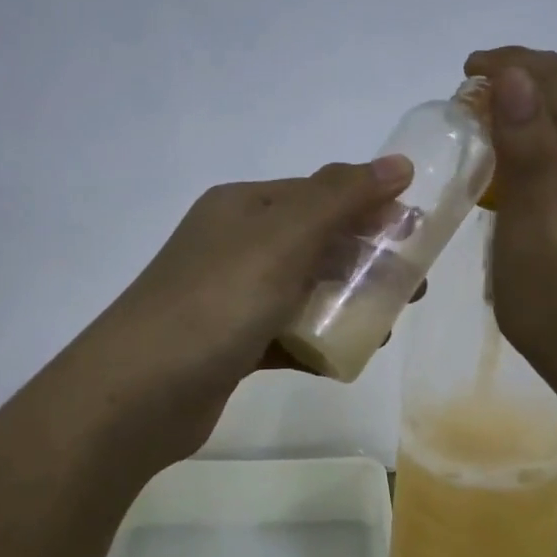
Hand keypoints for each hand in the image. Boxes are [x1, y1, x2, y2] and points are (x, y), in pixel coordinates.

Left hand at [63, 156, 412, 468]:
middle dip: (368, 261)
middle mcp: (235, 245)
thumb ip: (341, 198)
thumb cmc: (217, 303)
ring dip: (348, 304)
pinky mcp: (231, 346)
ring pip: (305, 291)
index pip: (320, 194)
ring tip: (386, 328)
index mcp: (244, 208)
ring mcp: (231, 298)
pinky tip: (346, 359)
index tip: (418, 236)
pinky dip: (318, 342)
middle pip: (317, 243)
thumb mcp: (283, 238)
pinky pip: (288, 335)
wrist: (139, 394)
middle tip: (412, 289)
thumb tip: (397, 163)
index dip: (371, 209)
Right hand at [465, 46, 556, 390]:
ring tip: (501, 99)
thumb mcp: (528, 235)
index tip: (466, 71)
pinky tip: (538, 133)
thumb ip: (527, 155)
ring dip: (550, 88)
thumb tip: (514, 79)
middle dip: (531, 70)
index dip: (515, 65)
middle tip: (476, 82)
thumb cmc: (554, 307)